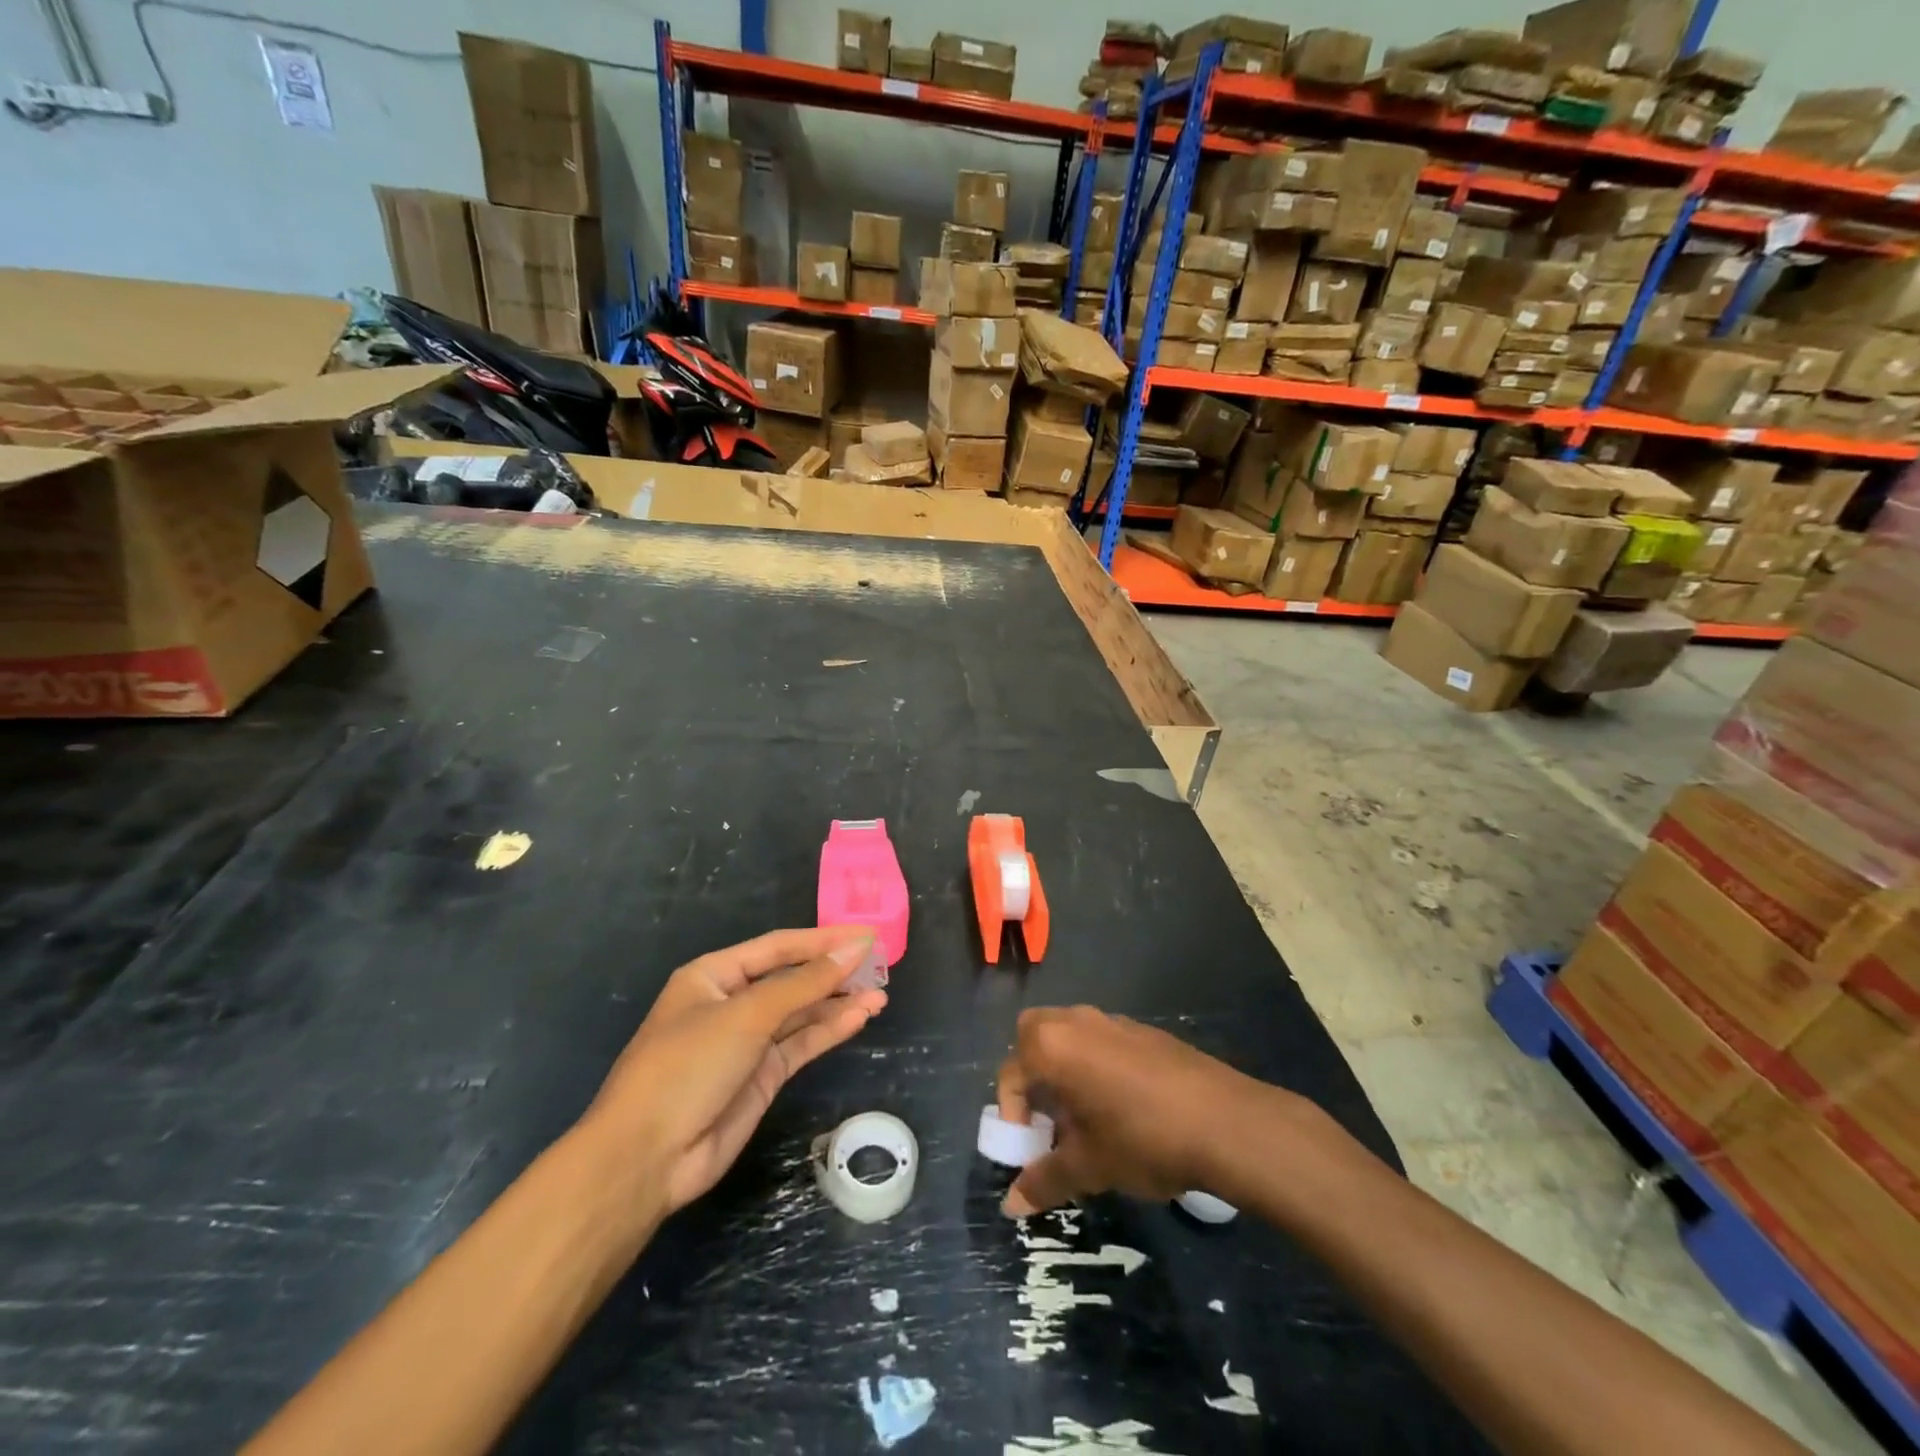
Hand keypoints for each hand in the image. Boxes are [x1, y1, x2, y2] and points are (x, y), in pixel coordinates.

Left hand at [586, 927, 884, 1219]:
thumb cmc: (688, 1066)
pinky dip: (829, 1031)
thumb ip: (805, 983)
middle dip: (833, 972)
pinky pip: (801, 1044)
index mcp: (714, 975)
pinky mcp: (761, 1077)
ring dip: (838, 1003)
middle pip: (792, 979)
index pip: (778, 948)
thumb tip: (854, 949)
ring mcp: (747, 1042)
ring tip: (880, 995)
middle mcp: (732, 1003)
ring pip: (801, 1013)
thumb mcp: (747, 1015)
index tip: (866, 936)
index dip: (823, 940)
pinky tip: (859, 1018)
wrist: (647, 1158)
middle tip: (880, 965)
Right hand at [996, 1005, 1273, 1216]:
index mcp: (1052, 1046)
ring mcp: (1112, 1021)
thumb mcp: (1089, 1166)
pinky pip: (1103, 1040)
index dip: (1011, 1113)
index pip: (1011, 1073)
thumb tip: (1010, 1205)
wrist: (1225, 1121)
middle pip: (1034, 1035)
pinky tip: (1123, 1107)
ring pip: (1070, 1034)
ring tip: (1086, 1117)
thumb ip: (1045, 1179)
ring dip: (1065, 1067)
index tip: (1030, 1147)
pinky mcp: (1144, 1030)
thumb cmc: (1143, 1139)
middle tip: (1050, 1117)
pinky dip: (1097, 1065)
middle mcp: (1076, 1022)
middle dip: (1032, 1073)